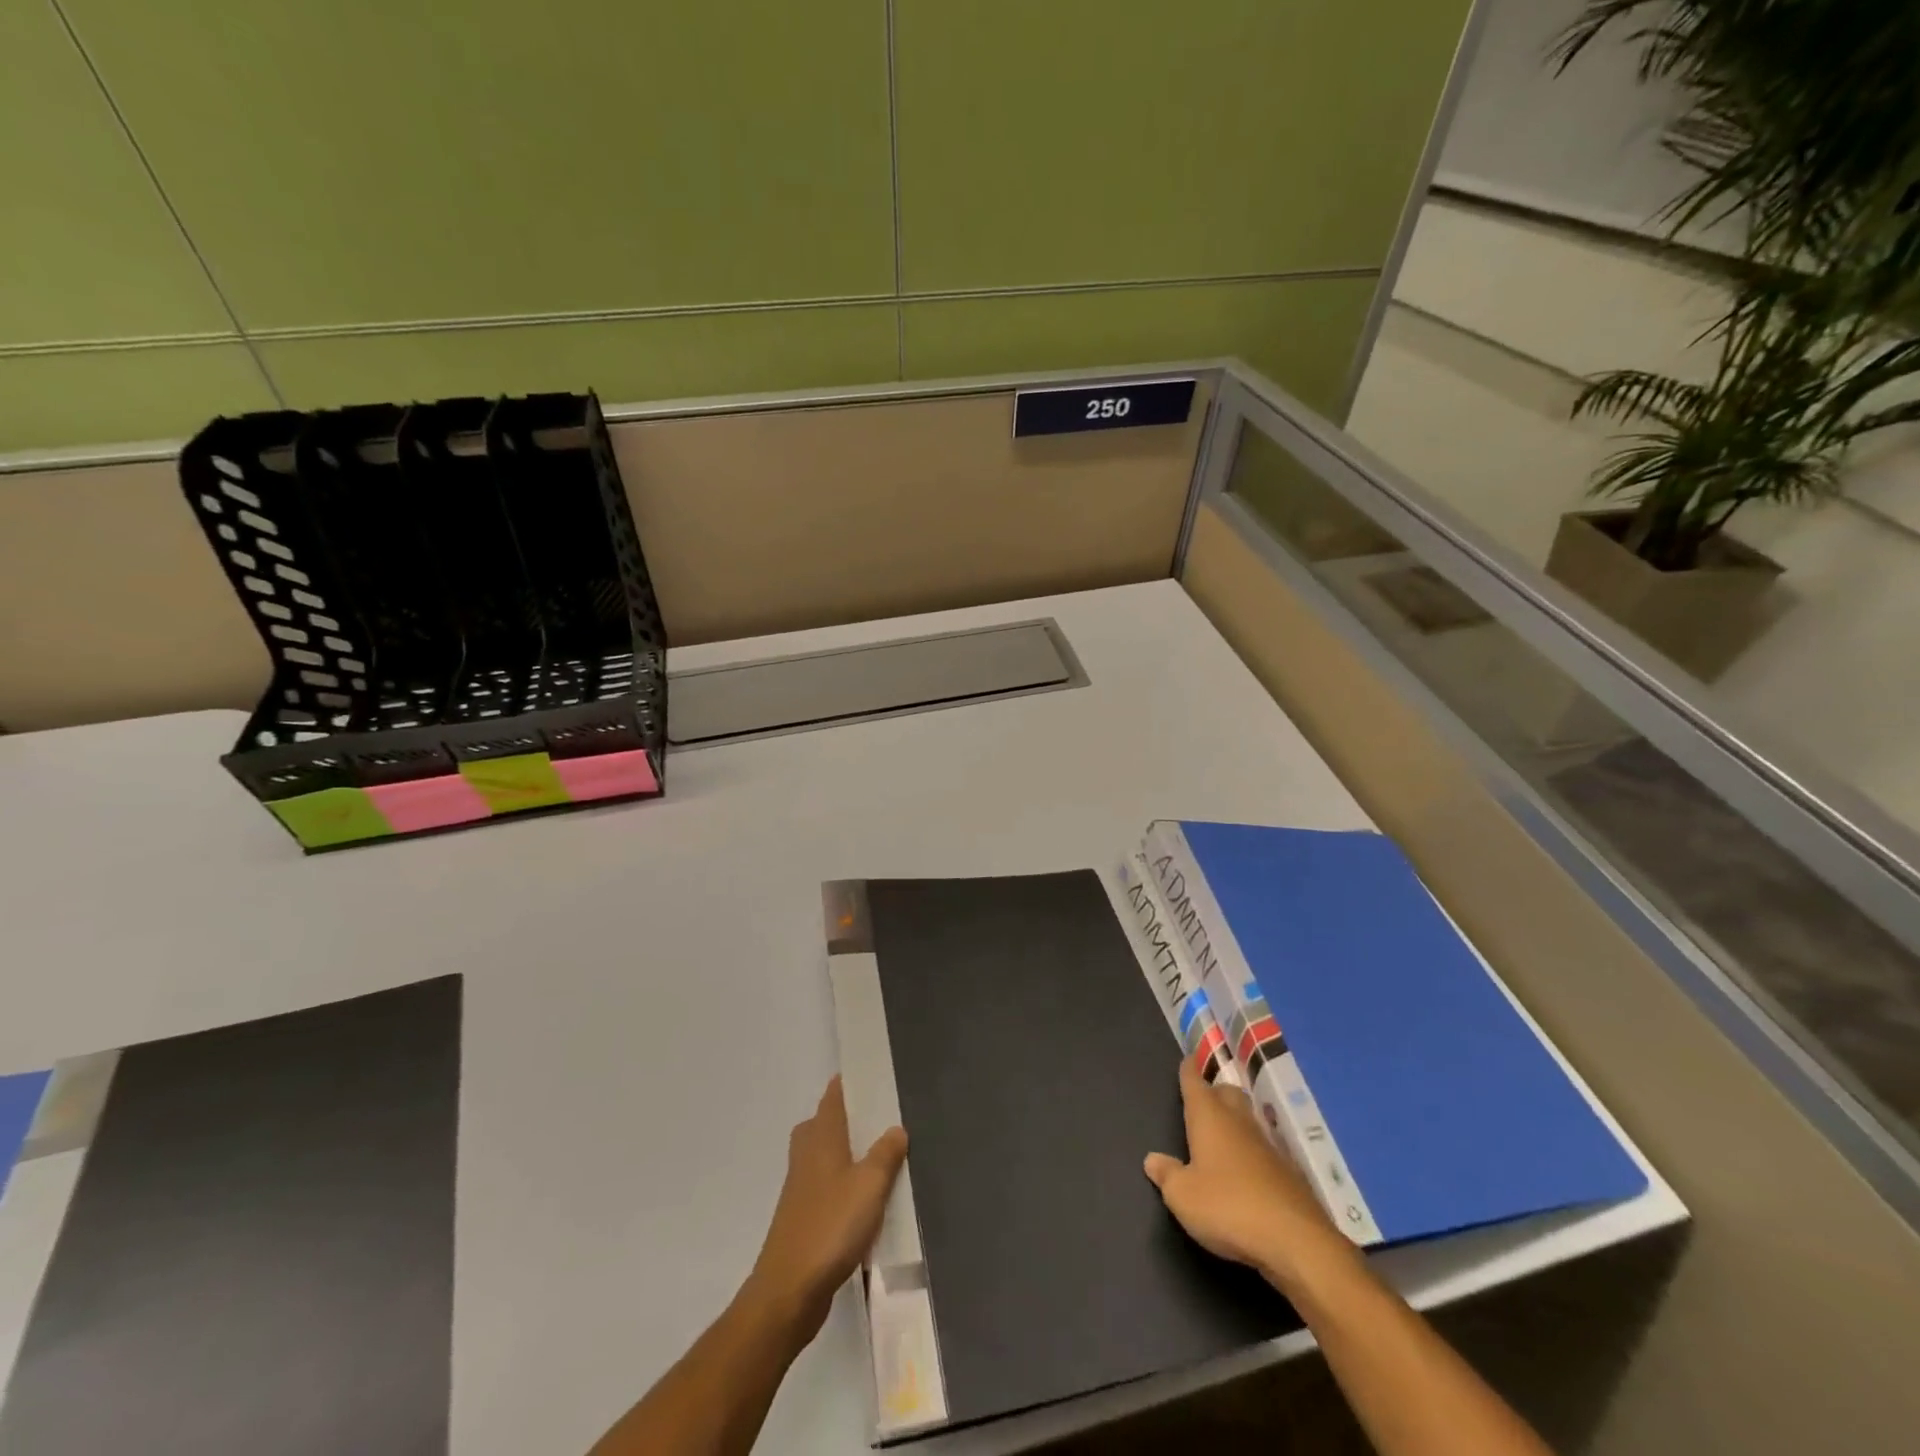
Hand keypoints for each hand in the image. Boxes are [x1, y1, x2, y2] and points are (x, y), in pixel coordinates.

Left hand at [746, 1076, 907, 1342]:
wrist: (789, 1290)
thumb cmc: (831, 1226)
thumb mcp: (869, 1185)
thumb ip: (885, 1154)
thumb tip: (896, 1127)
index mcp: (821, 1138)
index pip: (832, 1098)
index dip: (847, 1084)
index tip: (869, 1074)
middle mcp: (807, 1155)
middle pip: (823, 1124)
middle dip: (846, 1118)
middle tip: (879, 1116)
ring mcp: (801, 1188)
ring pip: (824, 1156)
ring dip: (846, 1153)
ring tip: (879, 1156)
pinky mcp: (803, 1218)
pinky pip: (826, 1187)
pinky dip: (843, 1184)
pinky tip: (866, 1201)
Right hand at [1144, 1059, 1356, 1295]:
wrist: (1295, 1241)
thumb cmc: (1227, 1207)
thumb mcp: (1182, 1196)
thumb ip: (1167, 1174)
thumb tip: (1153, 1159)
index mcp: (1209, 1117)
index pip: (1195, 1082)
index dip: (1189, 1071)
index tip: (1188, 1060)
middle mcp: (1239, 1122)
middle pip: (1228, 1093)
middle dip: (1215, 1091)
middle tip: (1204, 1099)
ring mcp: (1268, 1146)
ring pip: (1249, 1119)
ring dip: (1236, 1121)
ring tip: (1223, 1134)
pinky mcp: (1289, 1173)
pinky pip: (1265, 1150)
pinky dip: (1253, 1152)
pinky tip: (1248, 1171)